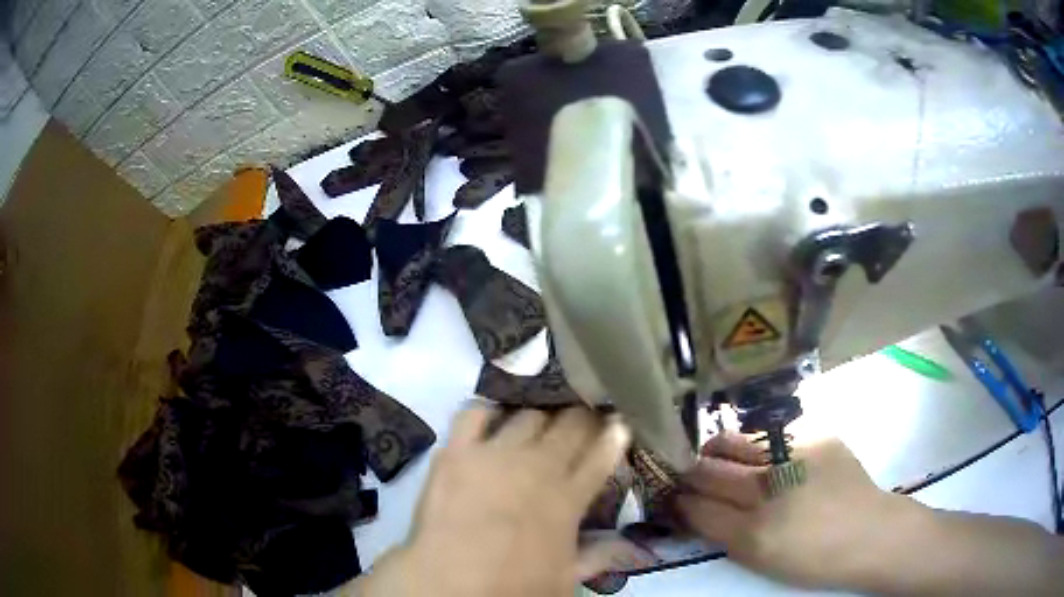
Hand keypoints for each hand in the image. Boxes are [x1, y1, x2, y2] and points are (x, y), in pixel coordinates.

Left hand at [359, 405, 630, 596]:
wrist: (450, 582)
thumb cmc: (514, 587)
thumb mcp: (566, 578)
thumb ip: (599, 556)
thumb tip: (629, 545)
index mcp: (568, 497)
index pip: (601, 455)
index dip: (614, 435)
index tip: (619, 422)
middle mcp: (538, 466)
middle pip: (570, 424)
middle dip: (582, 416)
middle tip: (582, 417)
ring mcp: (496, 454)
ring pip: (529, 413)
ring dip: (540, 414)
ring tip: (539, 419)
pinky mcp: (457, 450)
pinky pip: (474, 413)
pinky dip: (487, 410)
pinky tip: (492, 416)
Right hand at [678, 433, 908, 589]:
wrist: (870, 533)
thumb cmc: (812, 559)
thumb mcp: (760, 560)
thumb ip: (722, 533)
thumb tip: (691, 508)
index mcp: (755, 533)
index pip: (697, 507)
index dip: (679, 501)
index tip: (673, 497)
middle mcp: (771, 489)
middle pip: (708, 470)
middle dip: (689, 471)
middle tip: (687, 474)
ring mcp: (795, 454)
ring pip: (734, 441)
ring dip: (717, 451)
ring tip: (718, 458)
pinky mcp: (816, 434)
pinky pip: (770, 435)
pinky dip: (756, 446)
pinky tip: (764, 457)